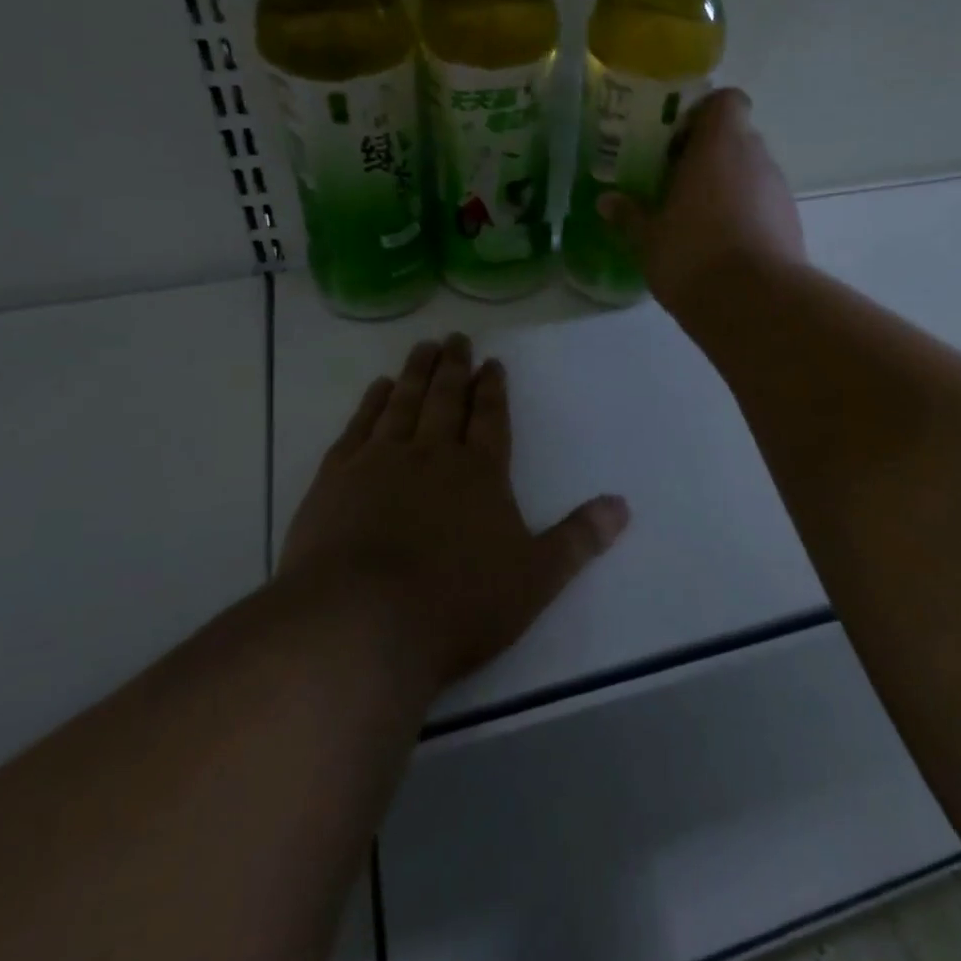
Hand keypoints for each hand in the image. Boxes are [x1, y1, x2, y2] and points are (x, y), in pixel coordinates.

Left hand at [278, 334, 629, 689]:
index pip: (491, 418)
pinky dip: (371, 403)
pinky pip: (359, 426)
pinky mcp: (337, 478)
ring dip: (416, 373)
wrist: (362, 623)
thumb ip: (578, 540)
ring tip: (423, 347)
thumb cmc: (457, 604)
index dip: (493, 389)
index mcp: (480, 473)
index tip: (491, 362)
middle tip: (456, 337)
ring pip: (404, 403)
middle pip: (446, 399)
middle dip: (454, 367)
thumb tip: (623, 506)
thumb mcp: (534, 579)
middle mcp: (432, 454)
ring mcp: (380, 461)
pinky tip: (378, 388)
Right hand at [599, 88, 806, 312]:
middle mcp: (756, 157)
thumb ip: (629, 215)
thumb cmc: (692, 255)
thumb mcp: (648, 238)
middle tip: (675, 180)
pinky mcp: (792, 223)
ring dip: (727, 185)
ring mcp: (779, 190)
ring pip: (750, 172)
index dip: (704, 113)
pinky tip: (720, 244)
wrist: (754, 304)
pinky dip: (744, 213)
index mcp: (720, 144)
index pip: (727, 101)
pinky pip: (763, 204)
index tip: (677, 139)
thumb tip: (606, 202)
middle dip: (709, 154)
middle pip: (736, 137)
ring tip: (695, 217)